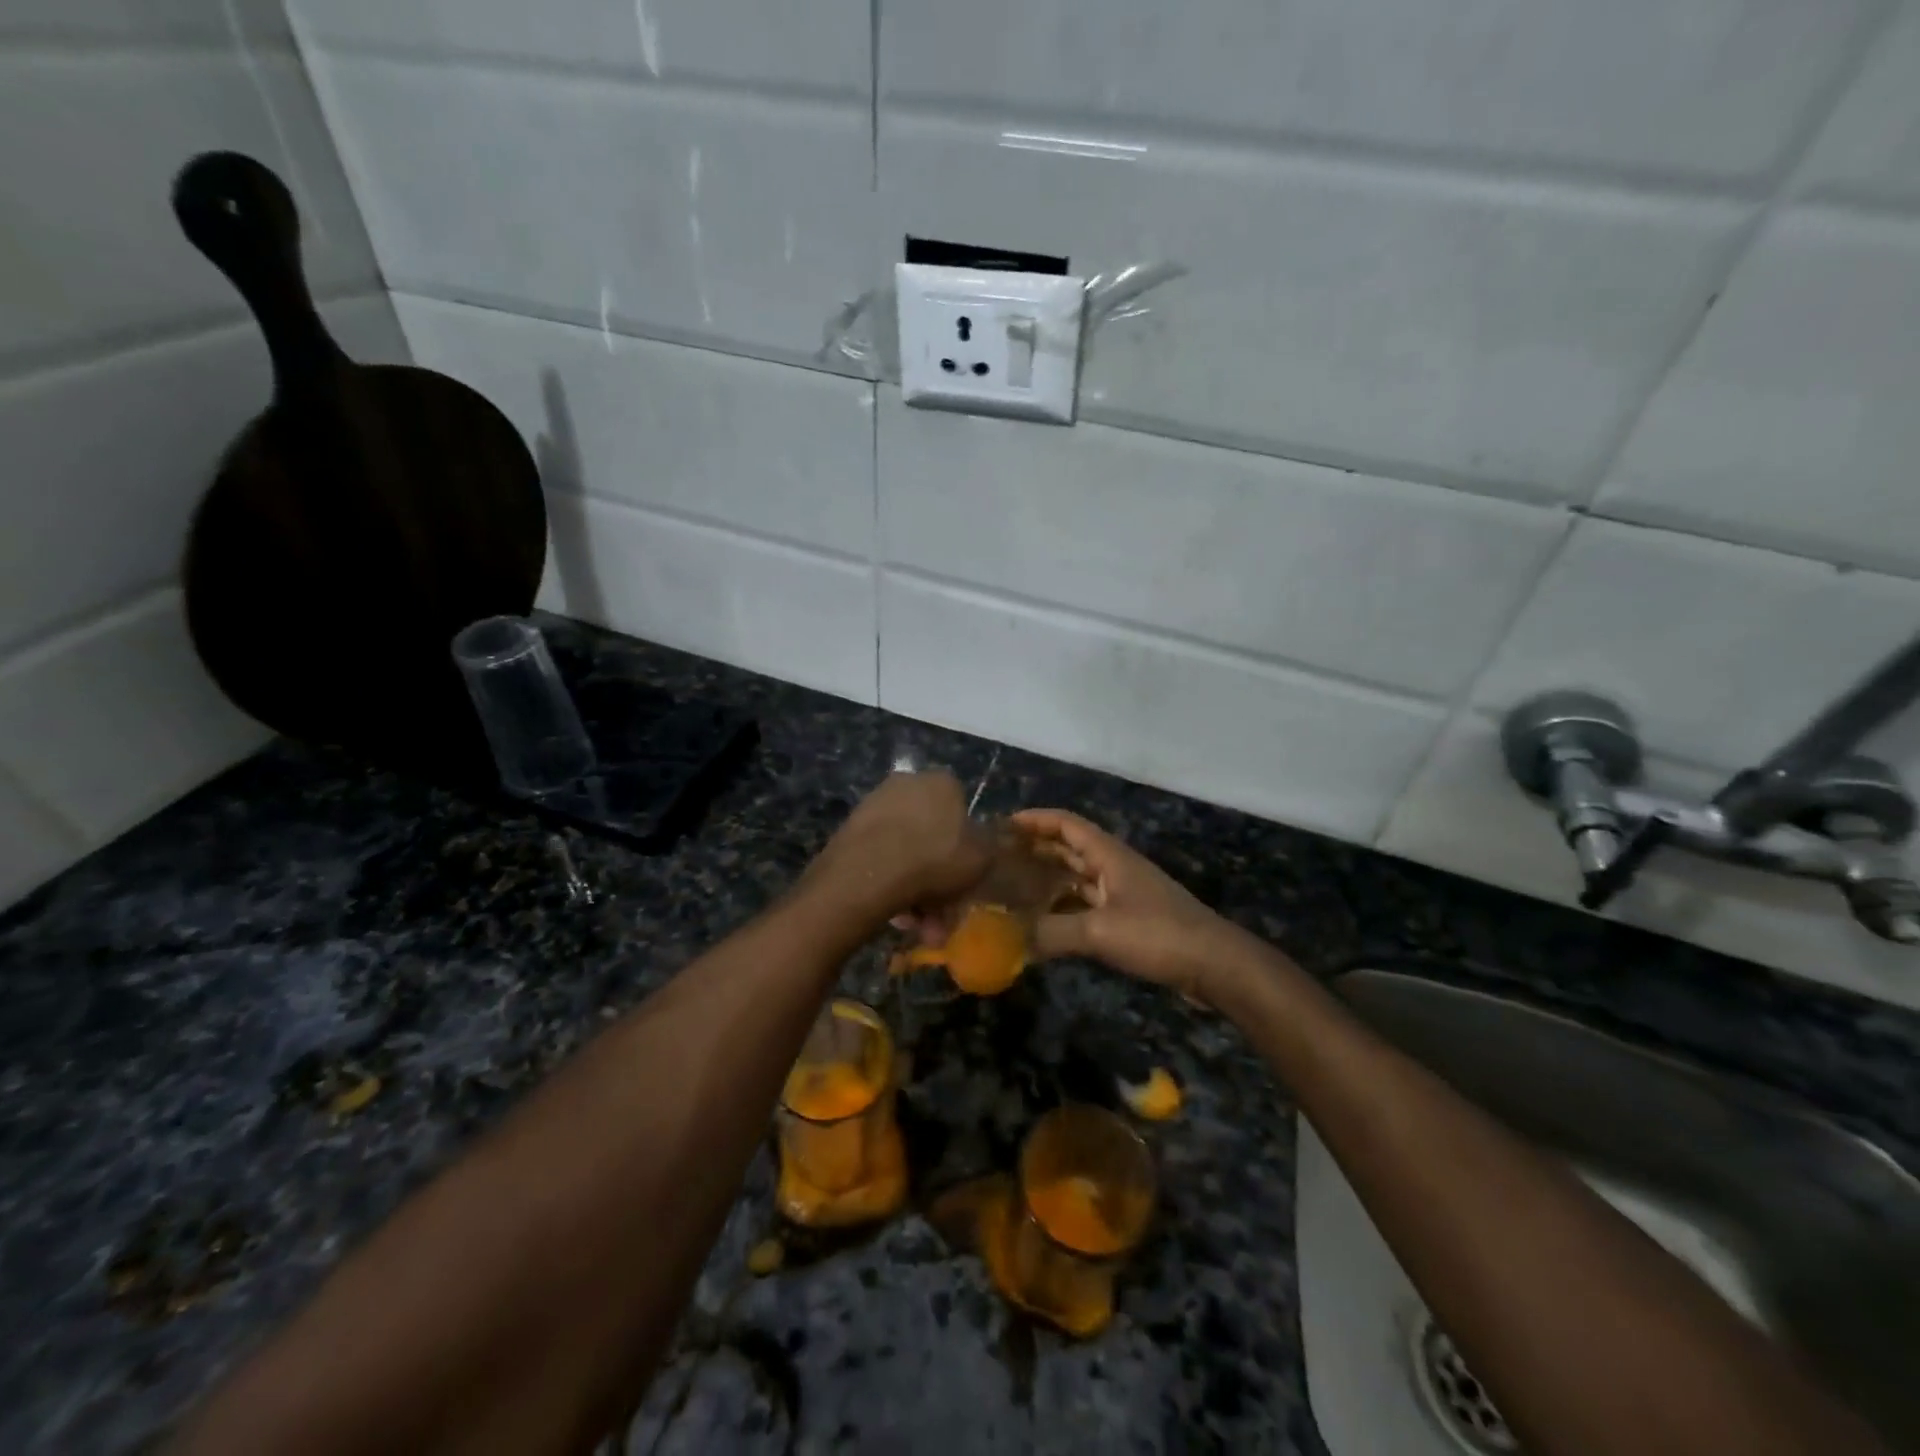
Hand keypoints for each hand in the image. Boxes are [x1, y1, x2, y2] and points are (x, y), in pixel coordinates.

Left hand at [806, 772, 991, 925]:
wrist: (868, 874)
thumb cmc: (935, 859)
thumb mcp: (982, 858)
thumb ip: (987, 849)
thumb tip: (981, 845)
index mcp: (942, 782)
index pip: (962, 811)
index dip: (966, 849)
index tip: (964, 881)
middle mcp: (907, 784)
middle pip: (932, 838)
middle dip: (939, 881)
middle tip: (941, 916)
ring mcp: (875, 806)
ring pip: (906, 853)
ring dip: (916, 892)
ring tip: (916, 926)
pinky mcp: (850, 831)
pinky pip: (881, 860)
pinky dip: (890, 886)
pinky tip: (894, 917)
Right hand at [1011, 808, 1259, 1002]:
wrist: (1214, 964)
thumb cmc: (1157, 934)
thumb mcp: (1100, 932)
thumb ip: (1053, 932)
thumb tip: (1010, 940)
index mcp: (1109, 855)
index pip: (1066, 824)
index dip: (1035, 820)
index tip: (1002, 826)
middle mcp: (1114, 867)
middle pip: (1070, 848)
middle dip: (1035, 848)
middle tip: (998, 859)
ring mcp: (1123, 893)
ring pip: (1077, 877)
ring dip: (1048, 879)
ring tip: (1013, 888)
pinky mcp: (1129, 919)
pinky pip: (1086, 905)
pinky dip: (1064, 908)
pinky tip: (1044, 923)